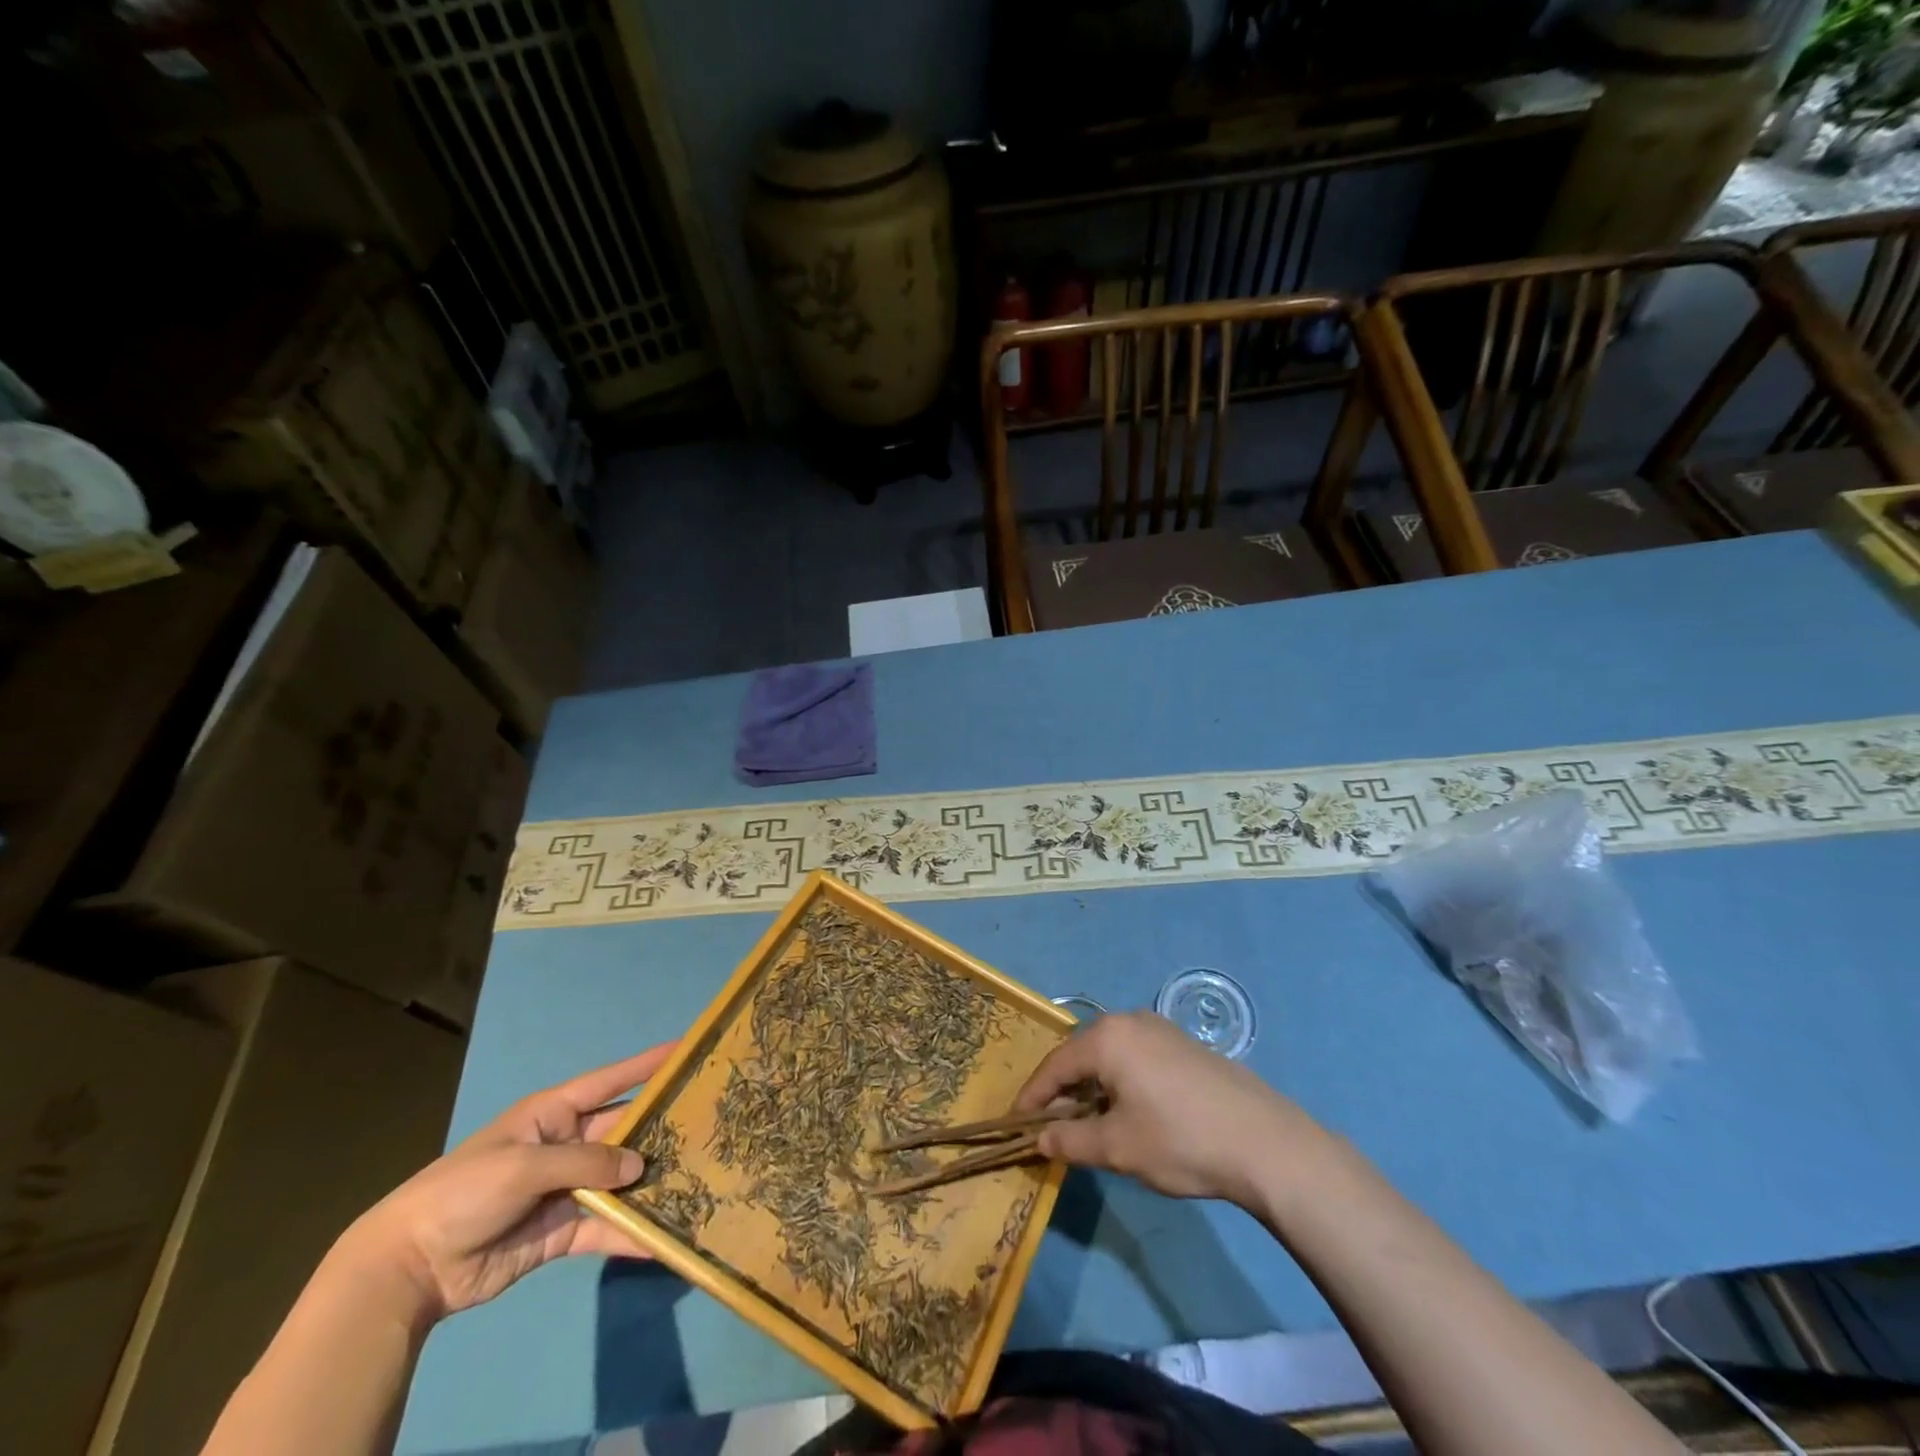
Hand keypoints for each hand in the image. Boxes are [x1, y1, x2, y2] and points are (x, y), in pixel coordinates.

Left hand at [343, 1044, 675, 1324]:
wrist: (409, 1268)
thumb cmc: (465, 1191)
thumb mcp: (524, 1164)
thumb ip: (585, 1163)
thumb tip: (639, 1166)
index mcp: (554, 1114)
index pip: (610, 1081)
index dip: (646, 1065)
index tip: (686, 1050)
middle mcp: (567, 1145)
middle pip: (623, 1132)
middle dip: (659, 1129)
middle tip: (707, 1125)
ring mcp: (566, 1189)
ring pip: (620, 1180)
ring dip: (651, 1183)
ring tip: (697, 1180)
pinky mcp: (561, 1232)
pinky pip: (605, 1228)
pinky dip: (631, 1234)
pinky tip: (662, 1240)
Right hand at [1016, 1012, 1323, 1207]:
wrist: (1264, 1142)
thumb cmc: (1180, 1141)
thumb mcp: (1117, 1148)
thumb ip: (1071, 1141)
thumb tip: (1039, 1140)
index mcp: (1107, 1038)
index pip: (1055, 1065)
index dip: (1033, 1096)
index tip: (1017, 1124)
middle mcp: (1129, 1021)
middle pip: (1081, 1055)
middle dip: (1063, 1090)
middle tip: (1051, 1126)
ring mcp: (1160, 1028)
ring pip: (1109, 1055)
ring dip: (1092, 1086)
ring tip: (1087, 1122)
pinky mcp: (1183, 1044)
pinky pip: (1135, 1056)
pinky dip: (1119, 1080)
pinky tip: (1128, 1110)